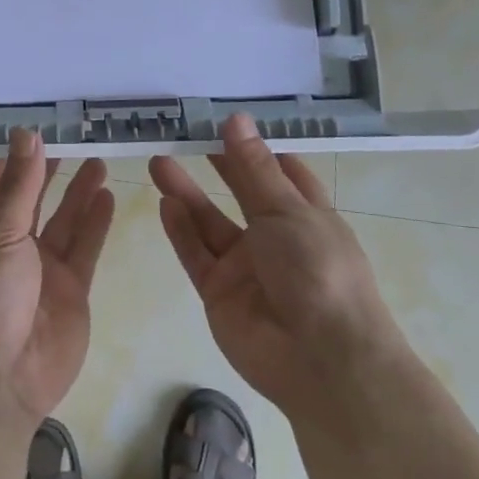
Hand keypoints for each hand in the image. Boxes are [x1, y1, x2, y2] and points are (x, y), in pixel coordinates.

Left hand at [0, 130, 116, 433]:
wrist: (1, 379)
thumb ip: (17, 186)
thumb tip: (26, 134)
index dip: (7, 153)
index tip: (29, 121)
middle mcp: (9, 244)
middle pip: (30, 197)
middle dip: (47, 168)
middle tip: (72, 134)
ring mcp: (42, 268)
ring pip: (63, 219)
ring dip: (78, 190)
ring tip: (97, 157)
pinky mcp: (71, 289)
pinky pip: (85, 247)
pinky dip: (95, 222)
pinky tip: (108, 195)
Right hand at [149, 114, 403, 423]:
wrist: (321, 360)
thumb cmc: (318, 271)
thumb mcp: (287, 211)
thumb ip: (253, 168)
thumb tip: (236, 118)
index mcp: (306, 215)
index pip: (280, 173)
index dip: (255, 148)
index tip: (225, 121)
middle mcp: (275, 238)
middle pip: (240, 193)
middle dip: (215, 165)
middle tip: (181, 135)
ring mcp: (245, 267)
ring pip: (210, 223)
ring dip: (186, 194)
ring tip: (157, 161)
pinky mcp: (219, 292)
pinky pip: (196, 255)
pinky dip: (181, 230)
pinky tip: (164, 203)